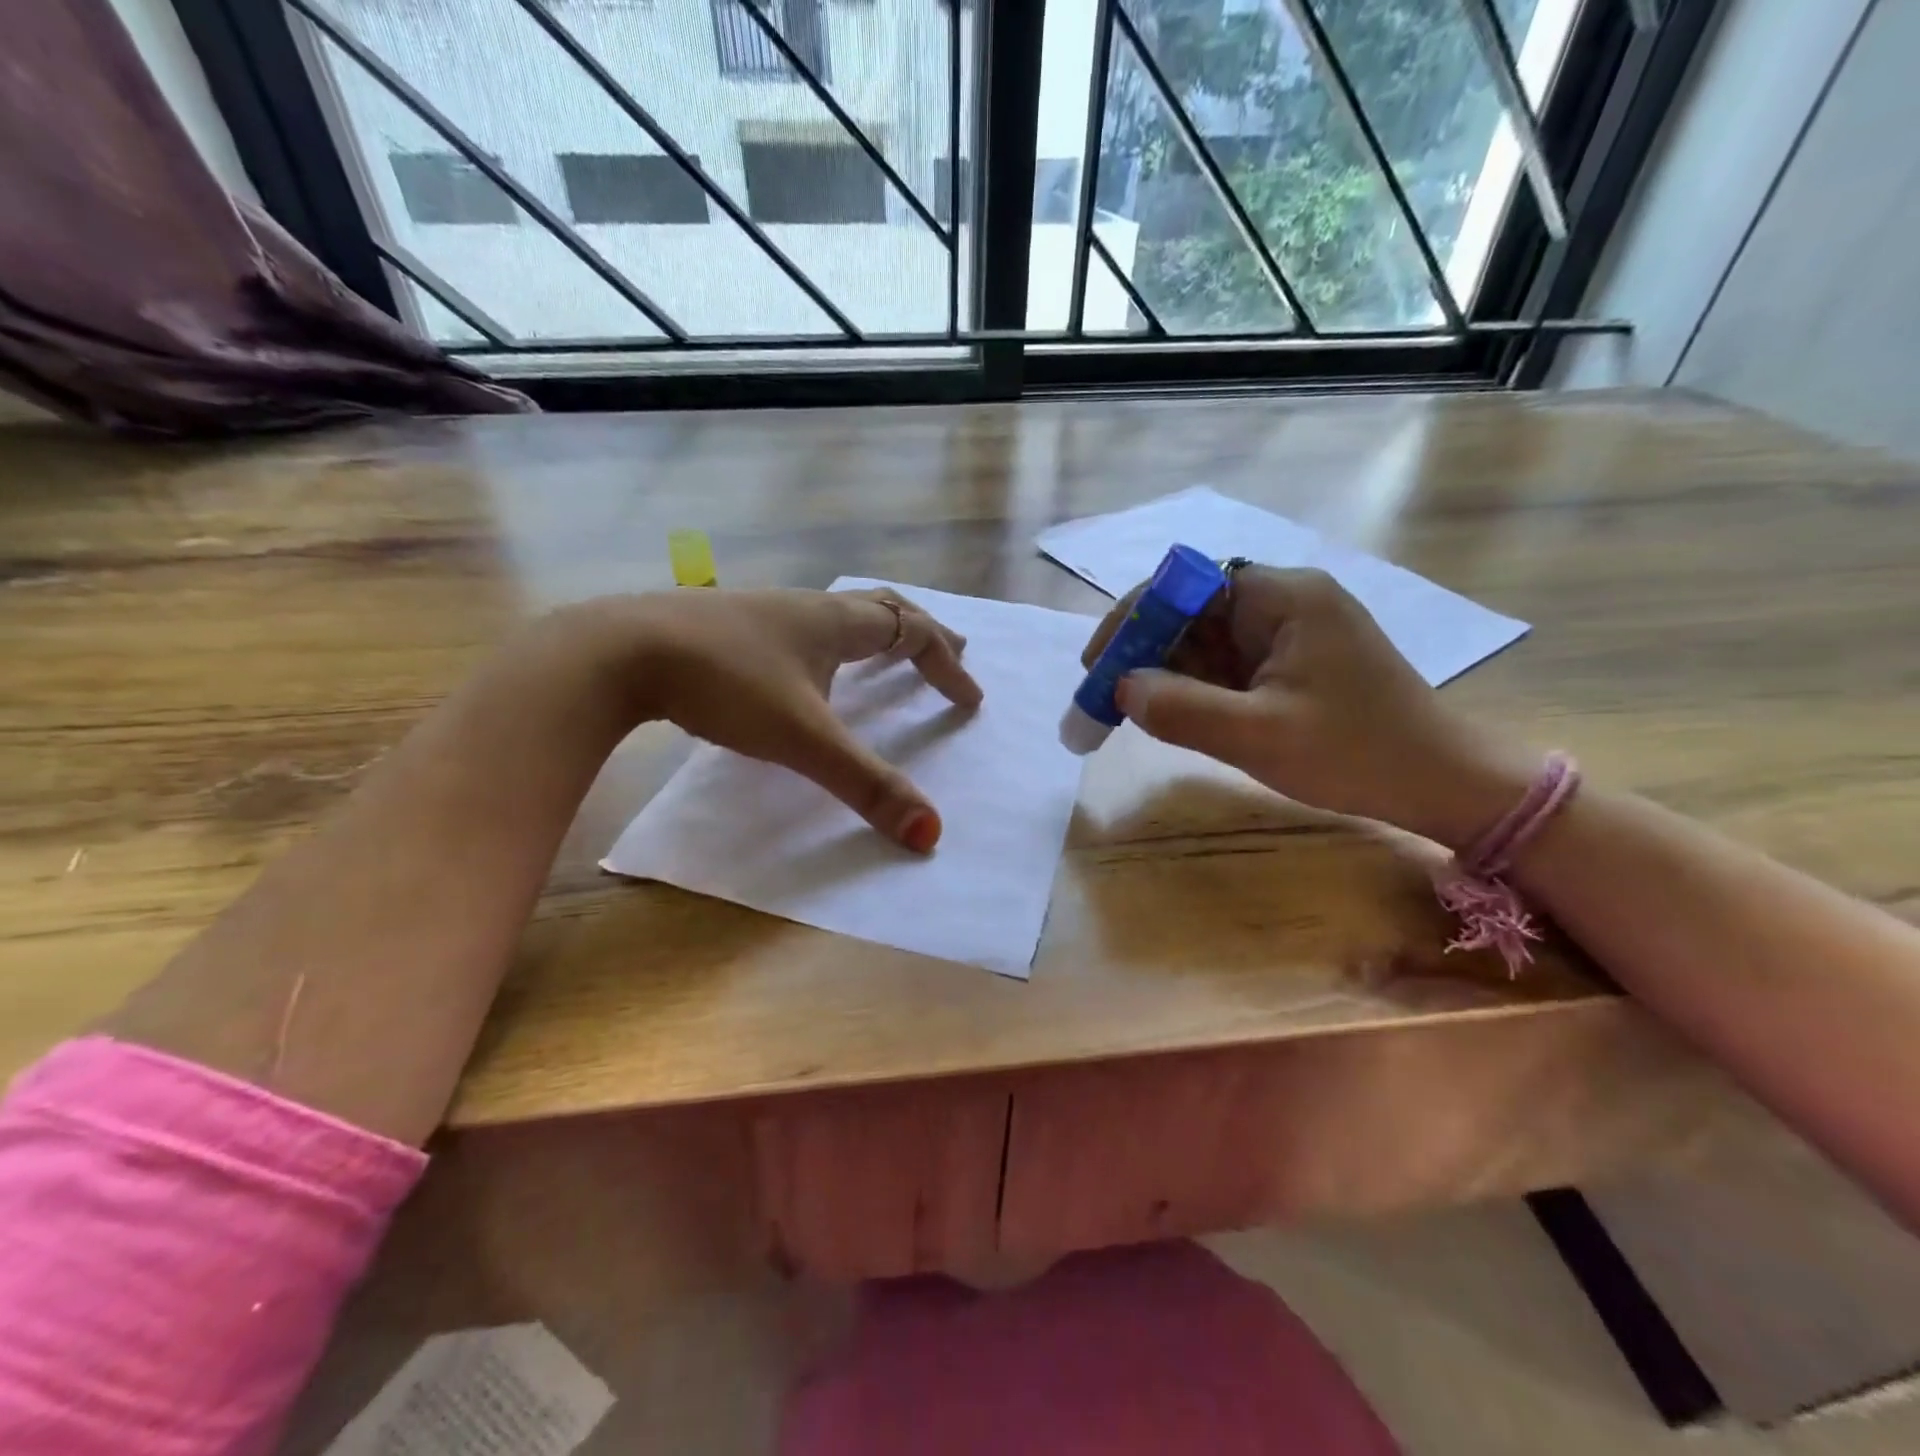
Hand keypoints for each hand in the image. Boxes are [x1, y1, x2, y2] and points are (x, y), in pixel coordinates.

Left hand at [613, 587, 981, 851]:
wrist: (620, 651)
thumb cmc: (725, 685)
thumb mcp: (803, 739)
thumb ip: (866, 785)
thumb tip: (930, 833)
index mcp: (835, 624)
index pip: (912, 633)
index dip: (947, 665)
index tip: (970, 700)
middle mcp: (807, 609)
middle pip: (882, 608)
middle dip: (922, 633)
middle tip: (952, 652)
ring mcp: (764, 614)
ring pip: (838, 614)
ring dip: (875, 634)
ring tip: (886, 659)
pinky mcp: (728, 628)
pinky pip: (801, 628)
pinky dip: (830, 645)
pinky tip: (805, 672)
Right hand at [1082, 566, 1532, 848]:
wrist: (1443, 783)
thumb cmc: (1356, 753)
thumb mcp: (1259, 737)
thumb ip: (1183, 710)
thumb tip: (1121, 689)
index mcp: (1281, 598)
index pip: (1184, 585)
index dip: (1133, 620)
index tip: (1098, 665)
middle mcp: (1283, 602)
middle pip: (1191, 612)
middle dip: (1144, 653)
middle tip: (1106, 699)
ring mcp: (1288, 633)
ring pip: (1205, 641)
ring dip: (1166, 674)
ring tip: (1132, 714)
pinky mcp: (1291, 663)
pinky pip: (1226, 665)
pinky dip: (1195, 688)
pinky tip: (1177, 717)